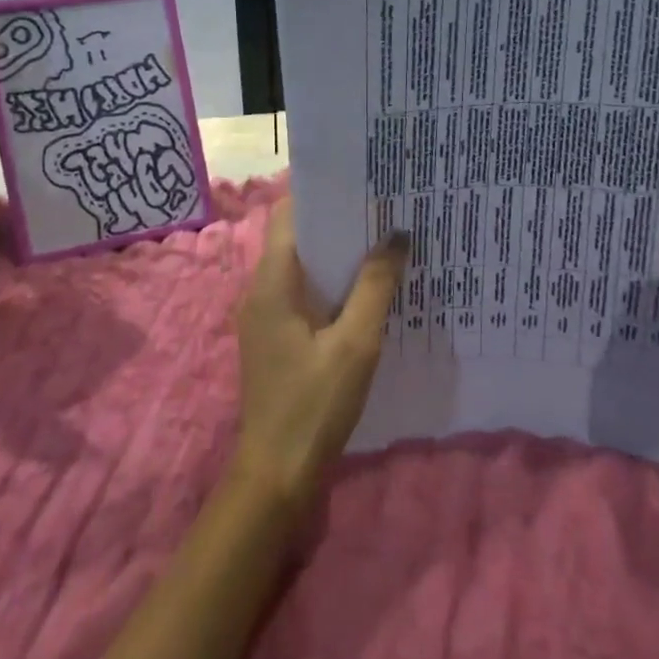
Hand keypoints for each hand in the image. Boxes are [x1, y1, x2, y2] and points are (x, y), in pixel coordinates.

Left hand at [231, 199, 408, 513]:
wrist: (276, 474)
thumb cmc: (313, 405)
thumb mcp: (355, 344)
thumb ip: (375, 286)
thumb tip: (397, 236)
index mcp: (272, 283)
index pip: (289, 215)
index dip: (322, 195)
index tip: (362, 184)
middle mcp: (261, 291)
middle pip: (297, 238)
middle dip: (338, 223)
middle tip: (385, 210)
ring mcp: (267, 316)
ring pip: (303, 267)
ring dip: (338, 255)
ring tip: (384, 241)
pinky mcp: (277, 338)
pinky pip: (305, 294)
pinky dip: (333, 284)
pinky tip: (369, 289)